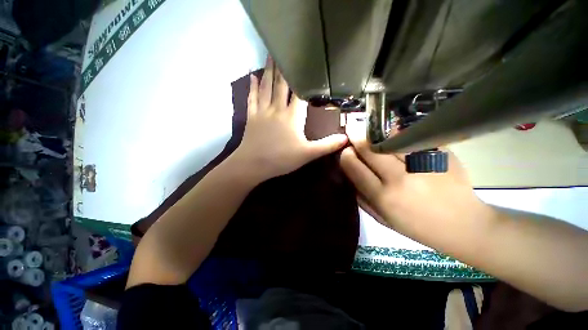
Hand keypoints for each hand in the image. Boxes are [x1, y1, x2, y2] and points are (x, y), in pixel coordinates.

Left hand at [233, 57, 347, 180]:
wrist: (253, 164)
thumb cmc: (281, 159)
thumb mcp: (307, 154)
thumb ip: (327, 145)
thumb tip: (346, 138)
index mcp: (292, 116)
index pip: (300, 92)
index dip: (304, 78)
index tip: (307, 64)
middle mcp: (277, 108)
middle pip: (281, 84)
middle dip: (284, 67)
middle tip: (285, 48)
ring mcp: (262, 111)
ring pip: (266, 86)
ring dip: (268, 70)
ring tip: (270, 54)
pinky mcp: (251, 116)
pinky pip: (252, 97)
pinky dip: (252, 86)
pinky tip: (252, 76)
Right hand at [339, 118, 489, 241]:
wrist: (463, 225)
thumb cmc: (417, 226)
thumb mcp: (382, 219)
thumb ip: (362, 197)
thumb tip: (350, 174)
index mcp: (382, 197)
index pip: (354, 167)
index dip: (346, 155)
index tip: (346, 151)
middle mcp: (399, 178)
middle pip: (369, 148)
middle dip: (356, 136)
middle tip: (352, 128)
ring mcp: (421, 164)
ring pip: (390, 138)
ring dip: (376, 132)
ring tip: (370, 129)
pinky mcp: (440, 154)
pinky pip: (412, 137)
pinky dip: (398, 133)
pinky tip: (395, 134)